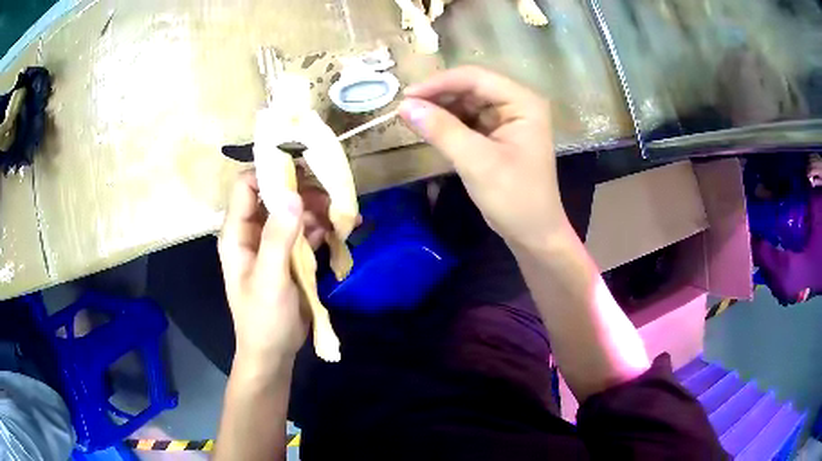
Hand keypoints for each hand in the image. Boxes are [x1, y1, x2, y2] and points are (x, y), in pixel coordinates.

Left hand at [218, 170, 331, 361]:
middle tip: (332, 196)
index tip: (302, 167)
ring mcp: (272, 243)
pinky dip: (321, 228)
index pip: (247, 186)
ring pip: (294, 212)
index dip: (270, 172)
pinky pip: (304, 231)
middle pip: (275, 195)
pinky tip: (339, 232)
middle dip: (302, 192)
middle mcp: (252, 232)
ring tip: (342, 216)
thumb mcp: (269, 279)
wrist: (273, 352)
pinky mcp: (288, 255)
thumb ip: (278, 238)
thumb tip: (293, 195)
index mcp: (238, 233)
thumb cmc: (263, 318)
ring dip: (317, 210)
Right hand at [399, 66, 566, 247]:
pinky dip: (448, 124)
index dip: (439, 83)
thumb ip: (441, 130)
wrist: (533, 234)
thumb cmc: (514, 198)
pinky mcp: (498, 136)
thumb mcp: (477, 162)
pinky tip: (429, 128)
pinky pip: (468, 121)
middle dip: (439, 96)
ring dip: (441, 109)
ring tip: (412, 117)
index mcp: (523, 103)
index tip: (406, 96)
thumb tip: (404, 106)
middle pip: (471, 88)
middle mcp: (517, 104)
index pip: (476, 79)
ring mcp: (508, 120)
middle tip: (406, 108)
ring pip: (467, 103)